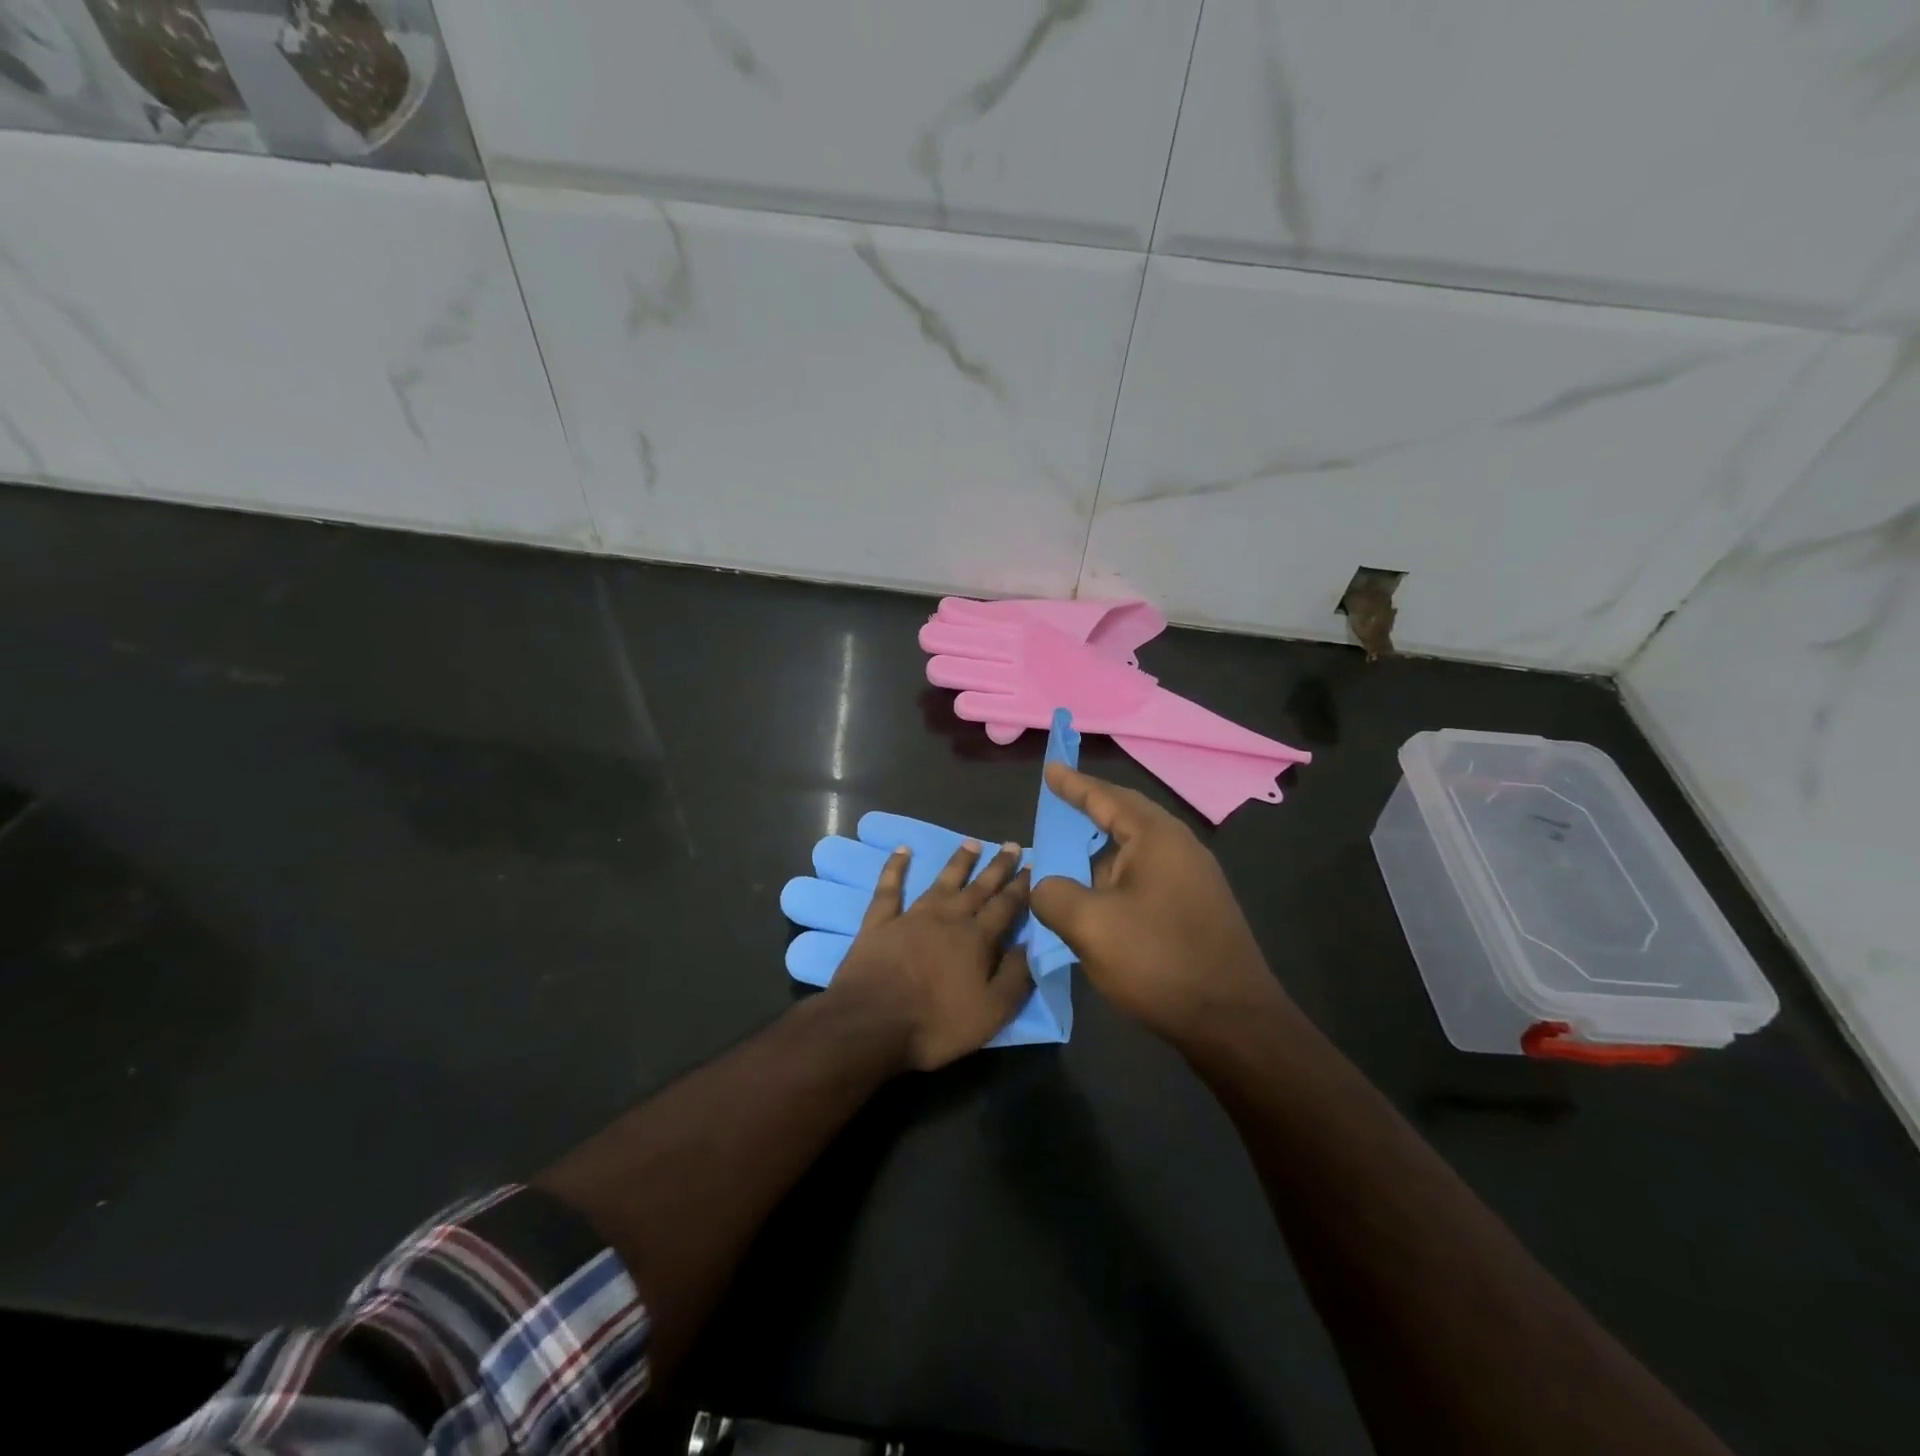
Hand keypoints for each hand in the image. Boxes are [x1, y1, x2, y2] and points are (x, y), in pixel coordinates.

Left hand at [826, 839, 1033, 1071]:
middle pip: (978, 888)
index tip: (1032, 866)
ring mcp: (912, 916)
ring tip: (972, 843)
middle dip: (997, 867)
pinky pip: (889, 888)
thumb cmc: (936, 1023)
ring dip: (958, 862)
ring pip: (941, 881)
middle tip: (1011, 845)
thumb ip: (1015, 976)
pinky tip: (902, 850)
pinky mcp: (880, 922)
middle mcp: (948, 918)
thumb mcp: (991, 1012)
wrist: (871, 1022)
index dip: (1021, 887)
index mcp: (976, 939)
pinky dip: (895, 868)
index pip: (1005, 906)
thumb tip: (1032, 944)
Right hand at [1031, 763, 1286, 1041]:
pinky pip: (1146, 879)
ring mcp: (1193, 879)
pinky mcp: (1196, 909)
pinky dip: (1115, 882)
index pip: (1106, 798)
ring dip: (1100, 857)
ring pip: (1134, 854)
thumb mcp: (1090, 926)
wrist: (1233, 1022)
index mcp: (1156, 838)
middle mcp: (1180, 848)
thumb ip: (1054, 895)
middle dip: (1089, 814)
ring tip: (1068, 864)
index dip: (1073, 784)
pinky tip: (1099, 904)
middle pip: (1125, 819)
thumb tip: (1046, 886)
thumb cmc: (1159, 961)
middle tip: (1057, 806)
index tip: (1049, 769)